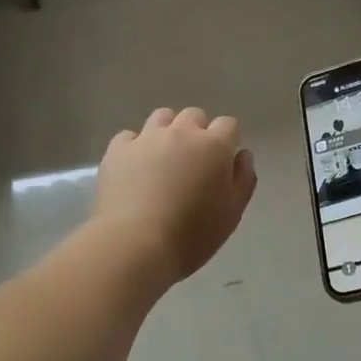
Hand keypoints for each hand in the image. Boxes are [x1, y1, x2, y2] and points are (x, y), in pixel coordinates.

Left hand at [96, 108, 257, 283]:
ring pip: (162, 118)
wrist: (135, 244)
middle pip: (194, 116)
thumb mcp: (232, 213)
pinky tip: (134, 169)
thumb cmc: (192, 234)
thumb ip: (243, 179)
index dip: (228, 140)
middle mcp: (181, 132)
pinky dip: (134, 147)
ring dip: (168, 131)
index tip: (223, 162)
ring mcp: (146, 138)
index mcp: (214, 146)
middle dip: (198, 132)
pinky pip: (129, 137)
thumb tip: (241, 154)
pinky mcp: (117, 150)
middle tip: (193, 163)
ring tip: (163, 159)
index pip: (229, 125)